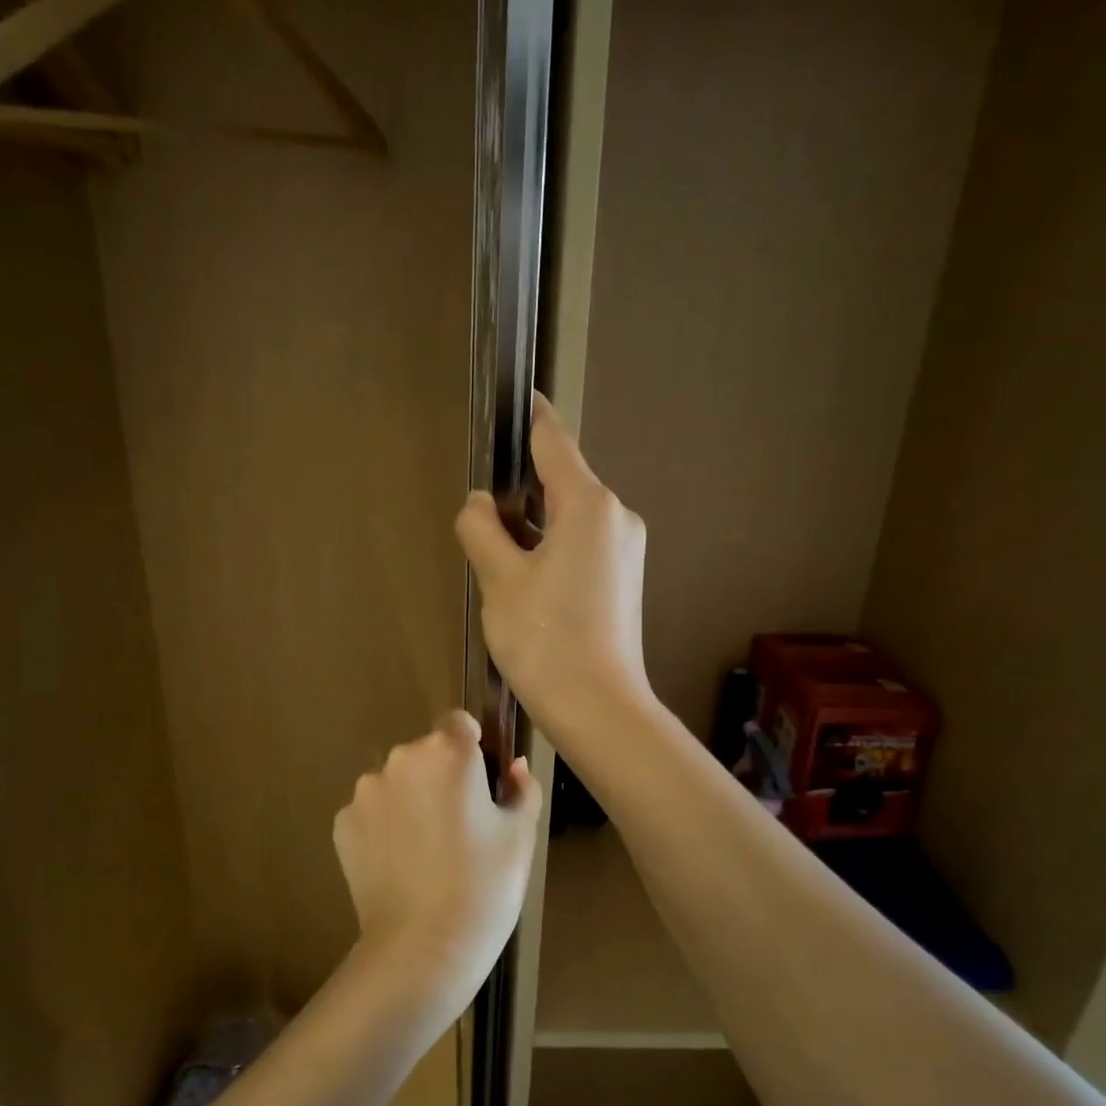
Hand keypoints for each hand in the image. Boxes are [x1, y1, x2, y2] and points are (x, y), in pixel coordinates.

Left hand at [333, 711, 541, 1009]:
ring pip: (397, 783)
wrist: (422, 950)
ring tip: (428, 852)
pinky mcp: (342, 825)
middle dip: (442, 777)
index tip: (482, 786)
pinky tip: (401, 867)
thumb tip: (514, 767)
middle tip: (462, 827)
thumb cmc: (484, 887)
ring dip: (411, 801)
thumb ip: (522, 788)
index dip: (472, 749)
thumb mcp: (520, 836)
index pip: (458, 723)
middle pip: (426, 754)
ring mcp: (365, 792)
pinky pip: (372, 813)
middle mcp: (400, 759)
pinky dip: (385, 828)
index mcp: (448, 753)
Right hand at [453, 394, 653, 741]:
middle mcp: (617, 516)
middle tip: (480, 515)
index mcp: (589, 505)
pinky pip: (583, 544)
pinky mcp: (625, 577)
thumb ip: (482, 529)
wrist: (598, 708)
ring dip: (534, 525)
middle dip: (521, 490)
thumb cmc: (544, 639)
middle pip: (561, 482)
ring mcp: (626, 548)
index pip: (553, 442)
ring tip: (496, 557)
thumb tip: (479, 505)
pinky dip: (552, 547)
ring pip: (570, 517)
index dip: (530, 418)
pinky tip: (527, 581)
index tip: (515, 397)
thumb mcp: (499, 580)